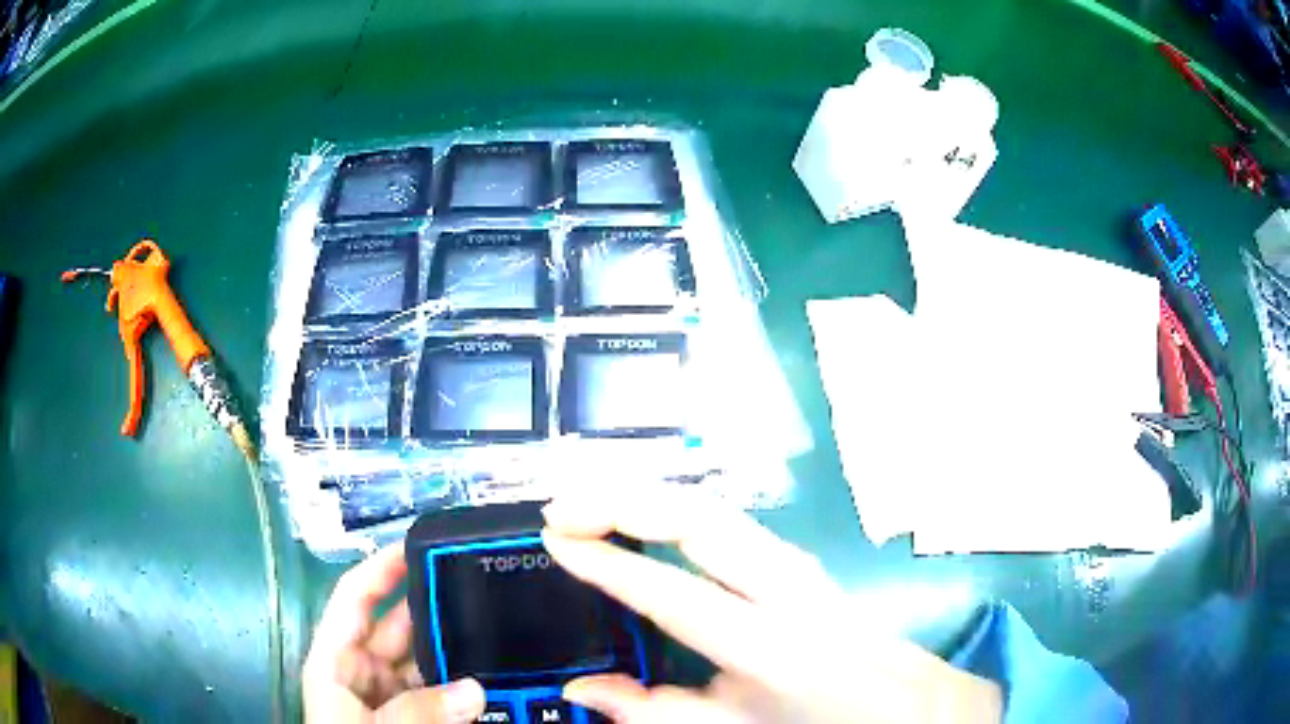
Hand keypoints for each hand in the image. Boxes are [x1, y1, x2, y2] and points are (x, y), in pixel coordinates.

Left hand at [303, 544, 485, 722]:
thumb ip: (417, 711)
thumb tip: (474, 688)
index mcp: (337, 661)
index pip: (355, 599)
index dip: (382, 568)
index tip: (423, 545)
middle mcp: (364, 674)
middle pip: (399, 628)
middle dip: (435, 610)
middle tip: (485, 592)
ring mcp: (393, 699)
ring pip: (428, 663)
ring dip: (459, 652)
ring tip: (502, 633)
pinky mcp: (419, 720)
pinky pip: (446, 696)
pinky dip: (468, 688)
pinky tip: (500, 680)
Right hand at [541, 486, 1001, 723]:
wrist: (908, 705)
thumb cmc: (821, 723)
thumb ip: (656, 713)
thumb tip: (581, 689)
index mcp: (773, 647)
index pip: (674, 593)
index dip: (609, 563)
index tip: (556, 539)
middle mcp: (790, 590)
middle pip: (701, 519)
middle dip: (625, 501)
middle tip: (563, 507)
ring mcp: (801, 566)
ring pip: (716, 509)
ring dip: (650, 497)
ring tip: (592, 502)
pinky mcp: (801, 562)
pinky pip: (729, 522)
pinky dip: (678, 510)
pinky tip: (648, 517)